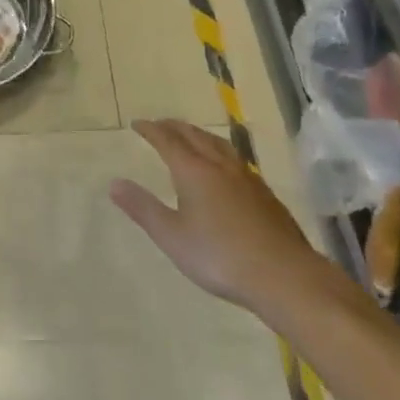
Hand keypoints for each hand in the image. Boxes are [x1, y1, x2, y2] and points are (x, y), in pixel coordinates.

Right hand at [111, 119, 343, 321]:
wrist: (284, 276)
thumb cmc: (220, 257)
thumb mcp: (172, 237)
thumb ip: (143, 208)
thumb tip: (114, 183)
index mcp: (193, 170)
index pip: (167, 140)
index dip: (151, 130)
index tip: (138, 124)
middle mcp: (219, 165)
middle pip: (194, 135)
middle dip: (174, 127)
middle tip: (160, 125)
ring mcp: (246, 177)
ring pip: (218, 144)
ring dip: (199, 135)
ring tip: (191, 137)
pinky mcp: (265, 194)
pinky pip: (235, 159)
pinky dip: (219, 152)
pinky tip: (225, 168)